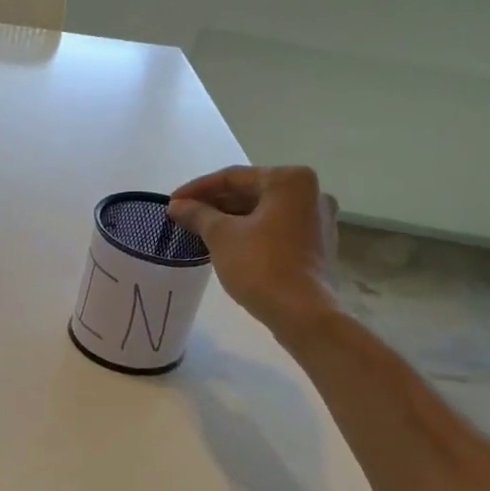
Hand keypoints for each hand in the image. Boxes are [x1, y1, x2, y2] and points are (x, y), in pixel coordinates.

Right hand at [168, 165, 340, 331]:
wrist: (303, 313)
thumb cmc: (261, 266)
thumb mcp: (221, 236)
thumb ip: (198, 214)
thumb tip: (177, 206)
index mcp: (290, 180)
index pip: (233, 177)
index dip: (197, 189)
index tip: (171, 203)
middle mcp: (311, 192)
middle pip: (251, 192)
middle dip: (215, 204)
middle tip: (184, 217)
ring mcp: (318, 220)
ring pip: (263, 212)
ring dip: (231, 219)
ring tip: (200, 231)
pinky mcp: (317, 245)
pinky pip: (276, 229)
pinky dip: (250, 232)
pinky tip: (227, 245)